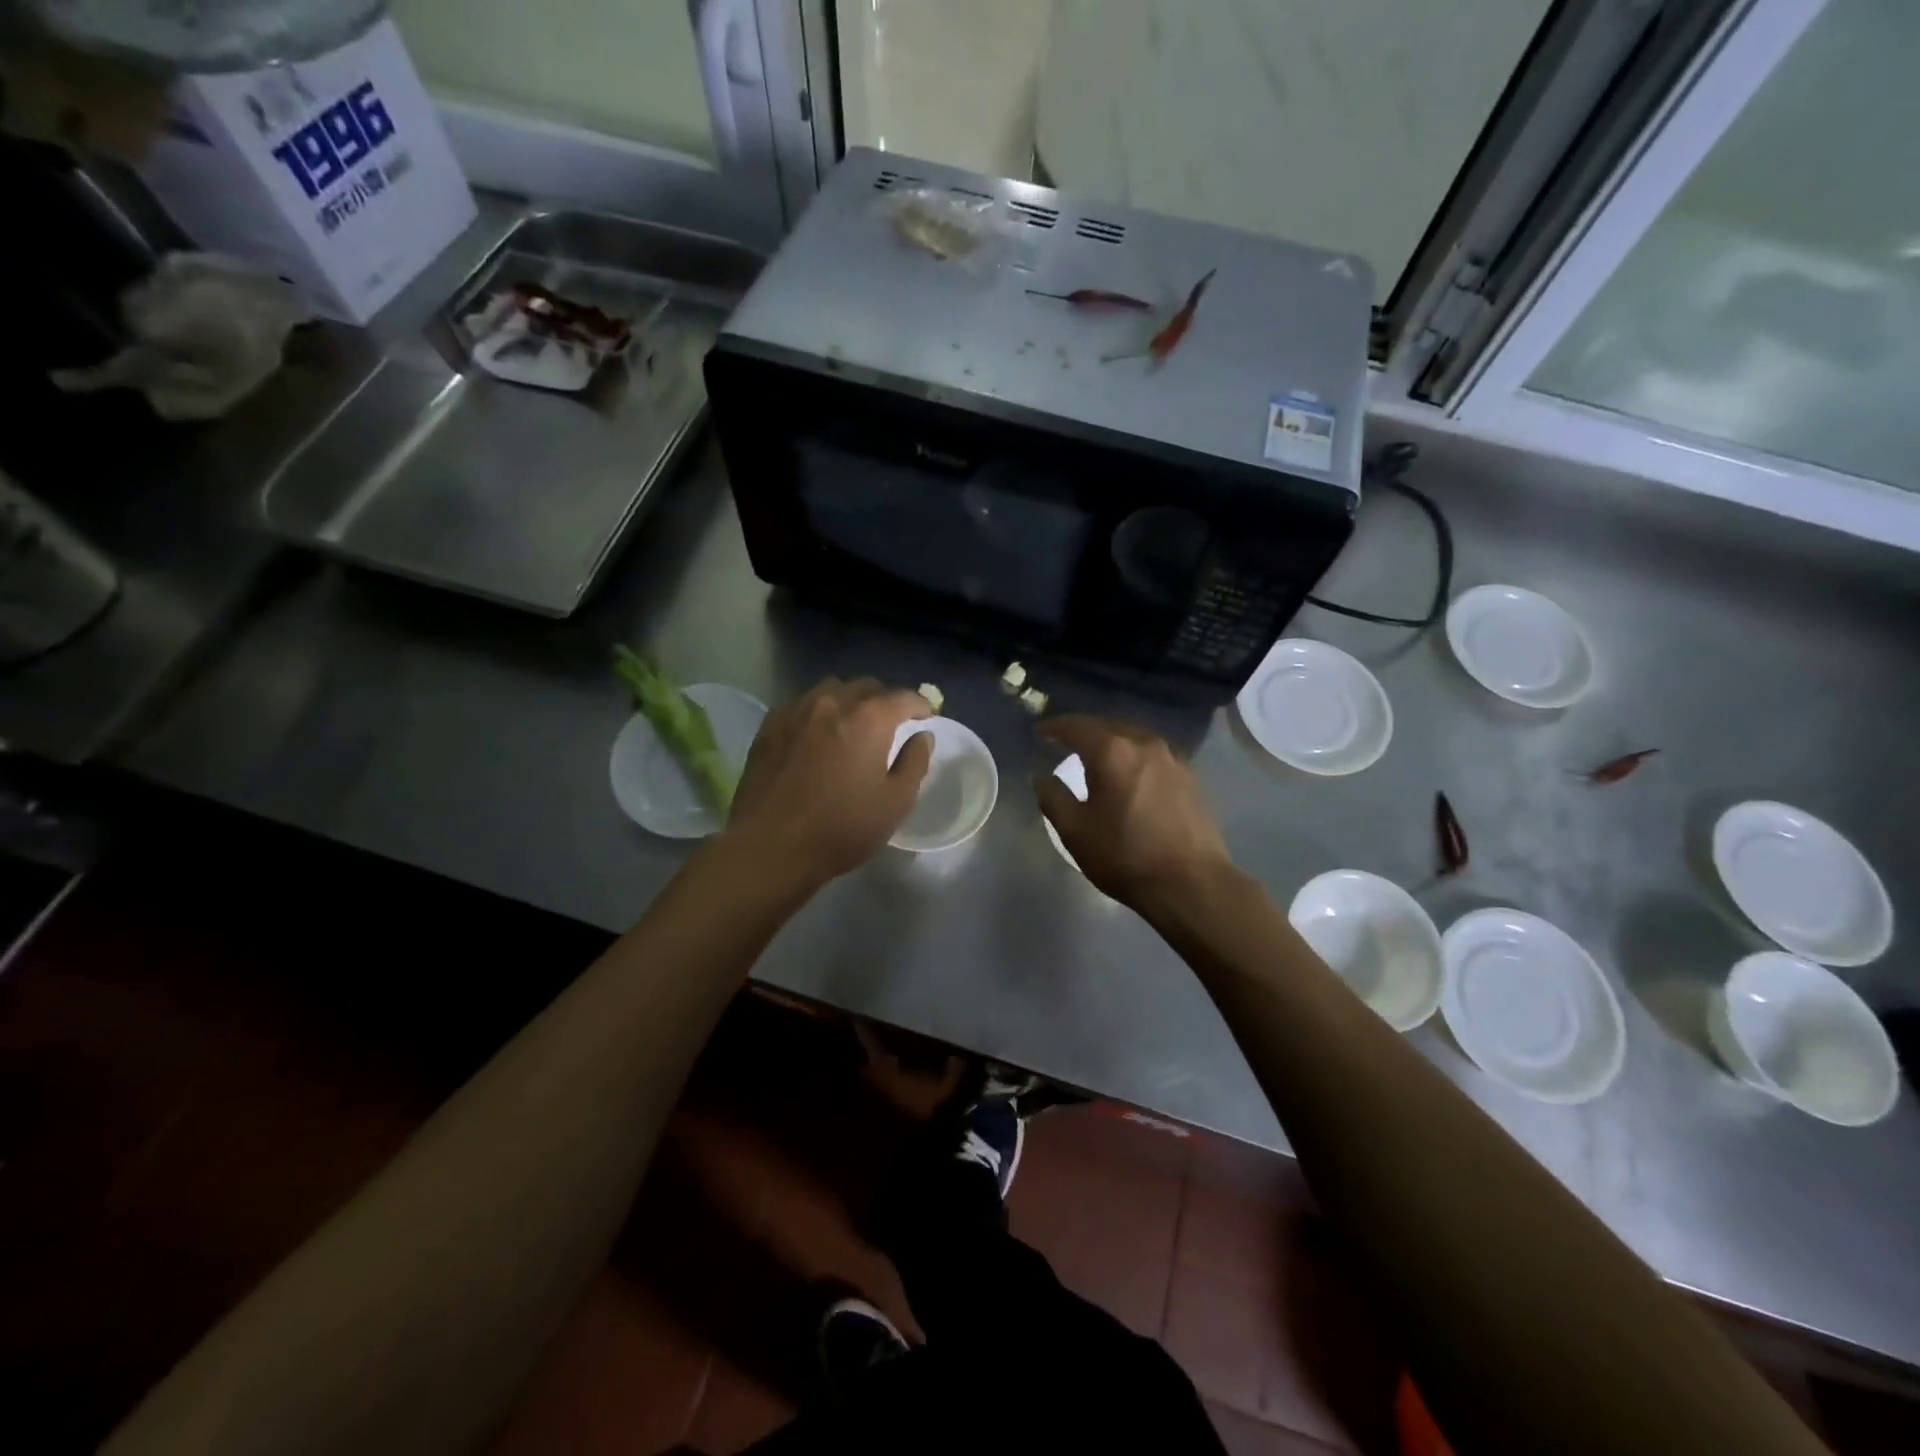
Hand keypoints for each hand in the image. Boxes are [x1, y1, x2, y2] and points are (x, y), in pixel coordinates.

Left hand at [723, 677, 933, 889]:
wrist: (770, 846)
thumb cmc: (841, 828)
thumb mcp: (895, 802)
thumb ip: (914, 762)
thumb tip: (922, 736)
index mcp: (869, 719)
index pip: (902, 696)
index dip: (919, 704)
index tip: (926, 715)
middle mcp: (833, 703)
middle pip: (866, 687)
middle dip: (884, 700)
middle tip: (892, 722)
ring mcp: (797, 710)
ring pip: (831, 689)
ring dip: (850, 700)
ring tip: (853, 723)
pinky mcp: (770, 725)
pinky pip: (803, 703)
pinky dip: (819, 710)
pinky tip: (819, 733)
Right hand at [1033, 715, 1233, 909]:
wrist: (1191, 883)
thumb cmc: (1125, 856)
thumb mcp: (1075, 831)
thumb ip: (1053, 798)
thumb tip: (1041, 778)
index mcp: (1112, 751)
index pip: (1076, 726)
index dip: (1054, 727)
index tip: (1039, 732)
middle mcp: (1144, 743)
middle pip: (1107, 726)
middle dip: (1083, 730)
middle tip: (1063, 741)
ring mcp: (1172, 758)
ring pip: (1133, 737)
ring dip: (1111, 741)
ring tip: (1095, 756)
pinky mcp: (1190, 776)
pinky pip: (1152, 754)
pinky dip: (1133, 756)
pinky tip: (1128, 773)